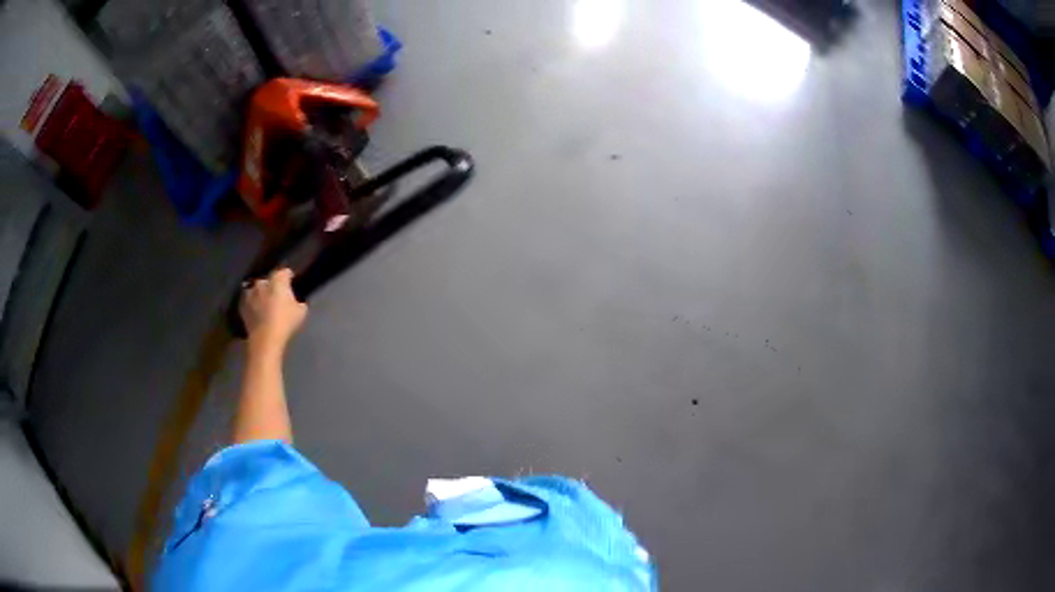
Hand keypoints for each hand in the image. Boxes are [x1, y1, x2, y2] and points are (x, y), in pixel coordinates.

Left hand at [240, 268, 307, 353]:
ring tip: (265, 305)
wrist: (265, 339)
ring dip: (261, 295)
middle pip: (269, 280)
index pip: (285, 272)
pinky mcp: (242, 305)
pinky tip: (257, 313)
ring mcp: (250, 293)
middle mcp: (262, 282)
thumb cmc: (285, 322)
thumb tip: (296, 302)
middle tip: (278, 298)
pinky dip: (253, 305)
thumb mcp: (301, 312)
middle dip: (273, 286)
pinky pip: (249, 301)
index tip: (292, 284)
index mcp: (278, 280)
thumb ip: (299, 302)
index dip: (289, 277)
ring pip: (257, 290)